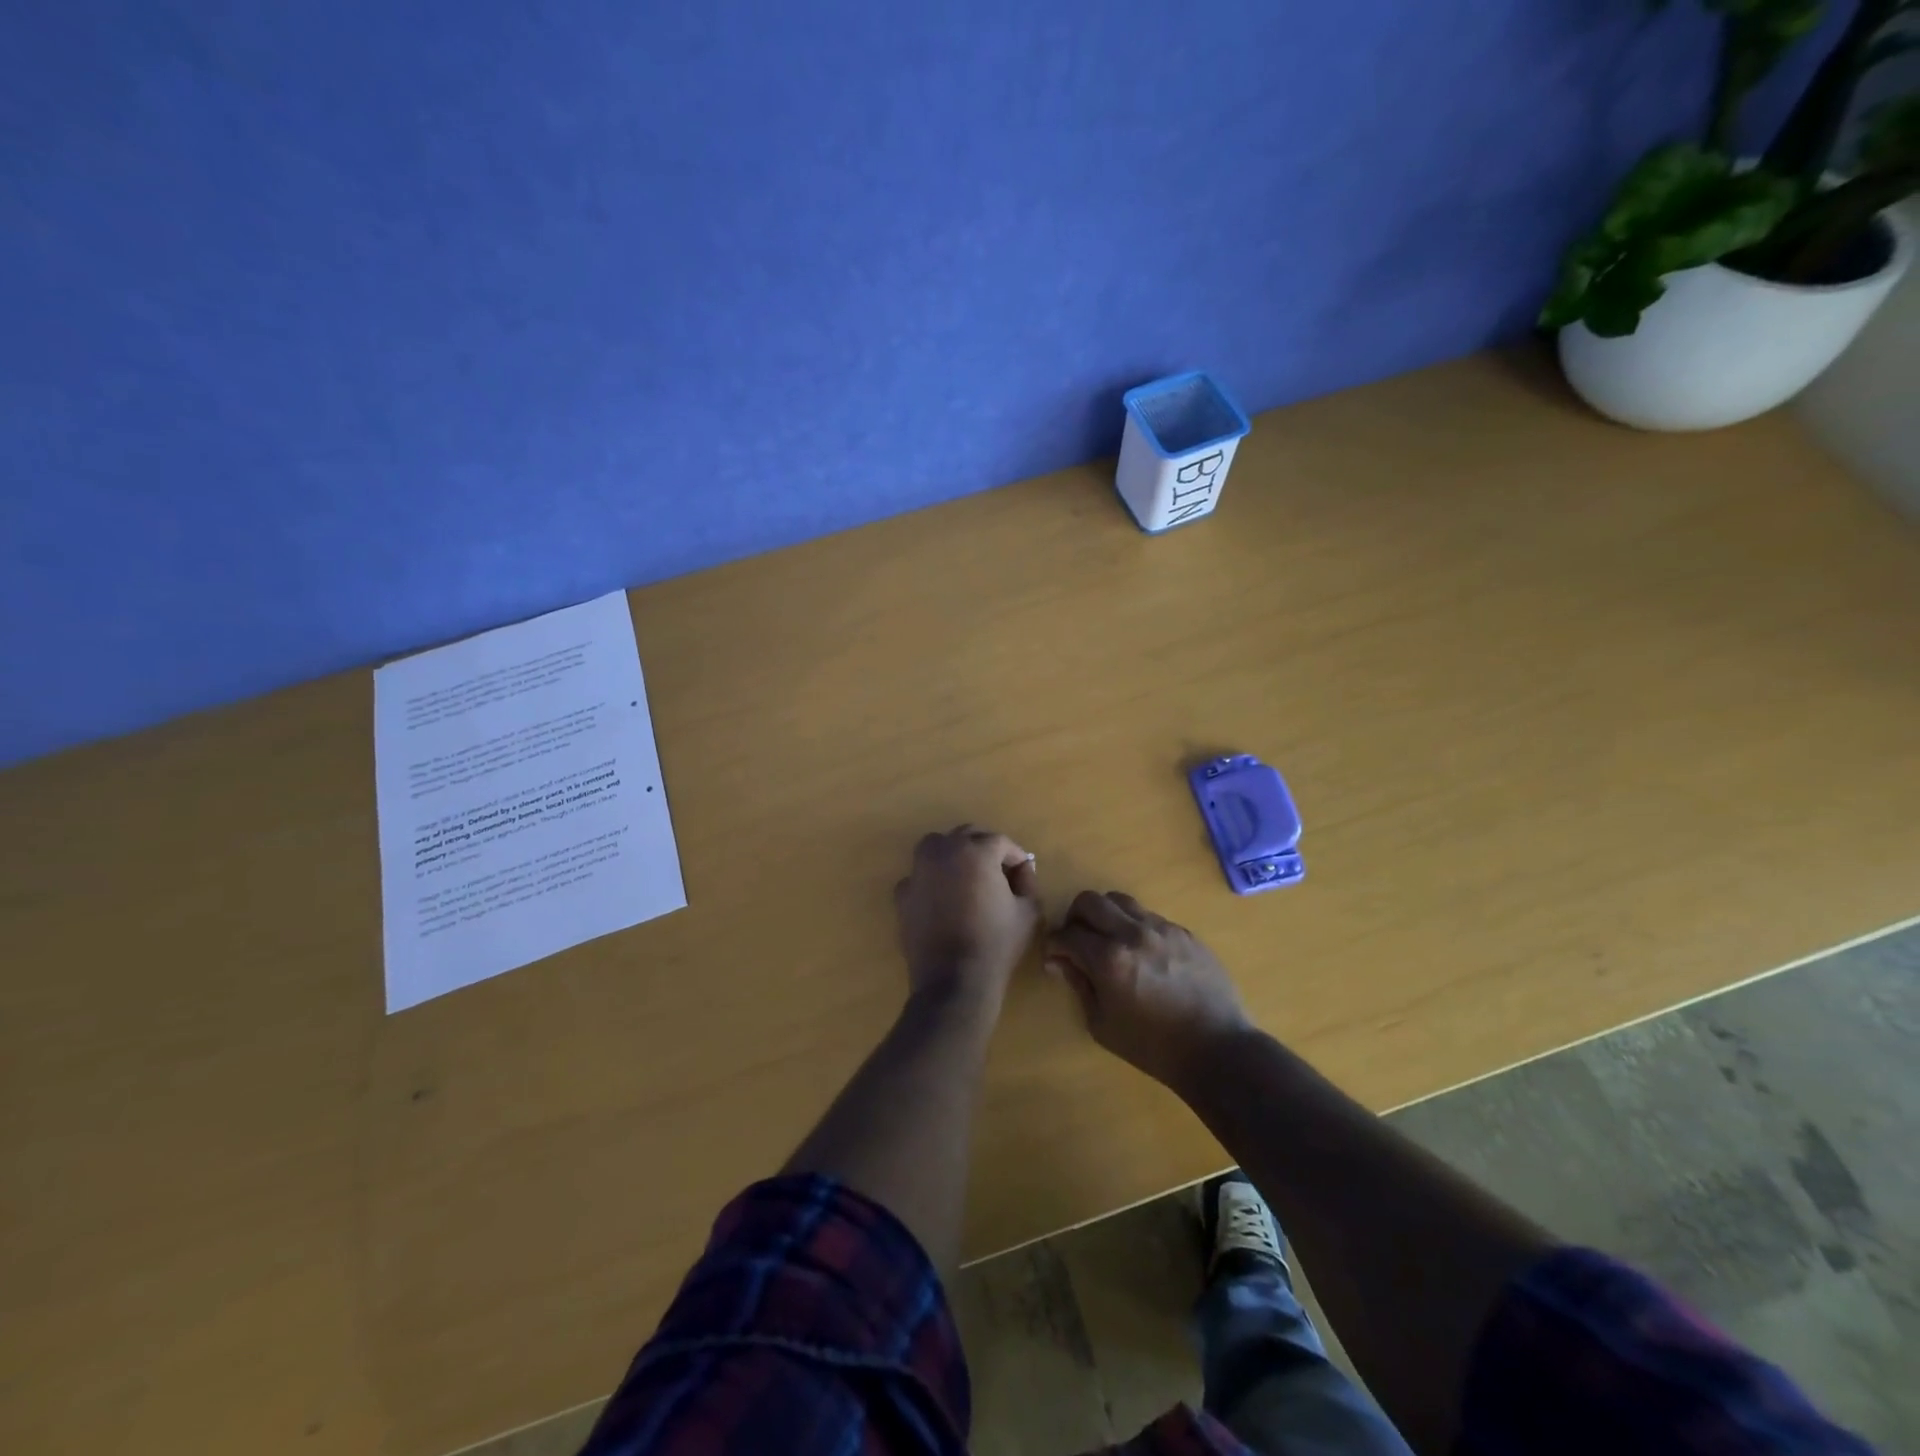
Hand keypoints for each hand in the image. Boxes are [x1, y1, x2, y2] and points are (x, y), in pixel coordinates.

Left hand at [894, 826, 1041, 1005]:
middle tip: (1000, 874)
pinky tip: (944, 900)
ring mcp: (918, 870)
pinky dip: (932, 880)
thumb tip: (1020, 872)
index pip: (1001, 842)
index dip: (1016, 858)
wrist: (954, 980)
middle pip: (968, 836)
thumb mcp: (1029, 912)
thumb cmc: (996, 943)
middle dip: (986, 850)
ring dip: (954, 854)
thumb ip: (1027, 883)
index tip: (1024, 877)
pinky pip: (920, 875)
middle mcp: (943, 851)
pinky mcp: (903, 893)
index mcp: (976, 851)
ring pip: (937, 847)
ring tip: (968, 878)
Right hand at [1045, 891, 1251, 1088]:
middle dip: (1075, 918)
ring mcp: (1162, 928)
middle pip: (1090, 901)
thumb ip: (1080, 985)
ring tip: (1109, 939)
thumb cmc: (1153, 1047)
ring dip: (1105, 915)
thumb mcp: (1103, 1025)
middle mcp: (1133, 933)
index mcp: (1109, 959)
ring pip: (1120, 901)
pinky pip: (1149, 916)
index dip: (1054, 944)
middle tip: (1078, 940)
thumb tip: (1061, 961)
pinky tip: (1142, 953)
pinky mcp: (1184, 932)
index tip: (1055, 956)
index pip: (1067, 934)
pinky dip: (1134, 927)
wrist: (1216, 1049)